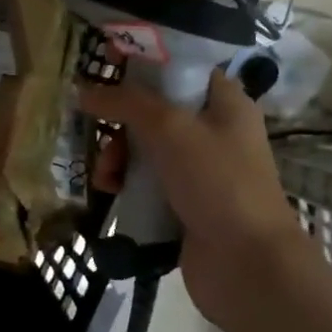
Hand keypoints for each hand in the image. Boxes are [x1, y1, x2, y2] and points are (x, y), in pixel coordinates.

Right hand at [80, 68, 304, 327]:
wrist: (246, 265)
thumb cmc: (217, 182)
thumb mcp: (171, 129)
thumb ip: (127, 103)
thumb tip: (84, 90)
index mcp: (225, 103)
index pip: (181, 69)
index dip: (144, 65)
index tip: (107, 68)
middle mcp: (214, 132)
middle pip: (155, 110)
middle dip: (121, 122)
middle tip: (101, 132)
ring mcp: (199, 170)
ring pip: (145, 148)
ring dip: (117, 156)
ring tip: (106, 175)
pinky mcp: (183, 203)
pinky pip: (145, 181)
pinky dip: (125, 182)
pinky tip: (110, 192)